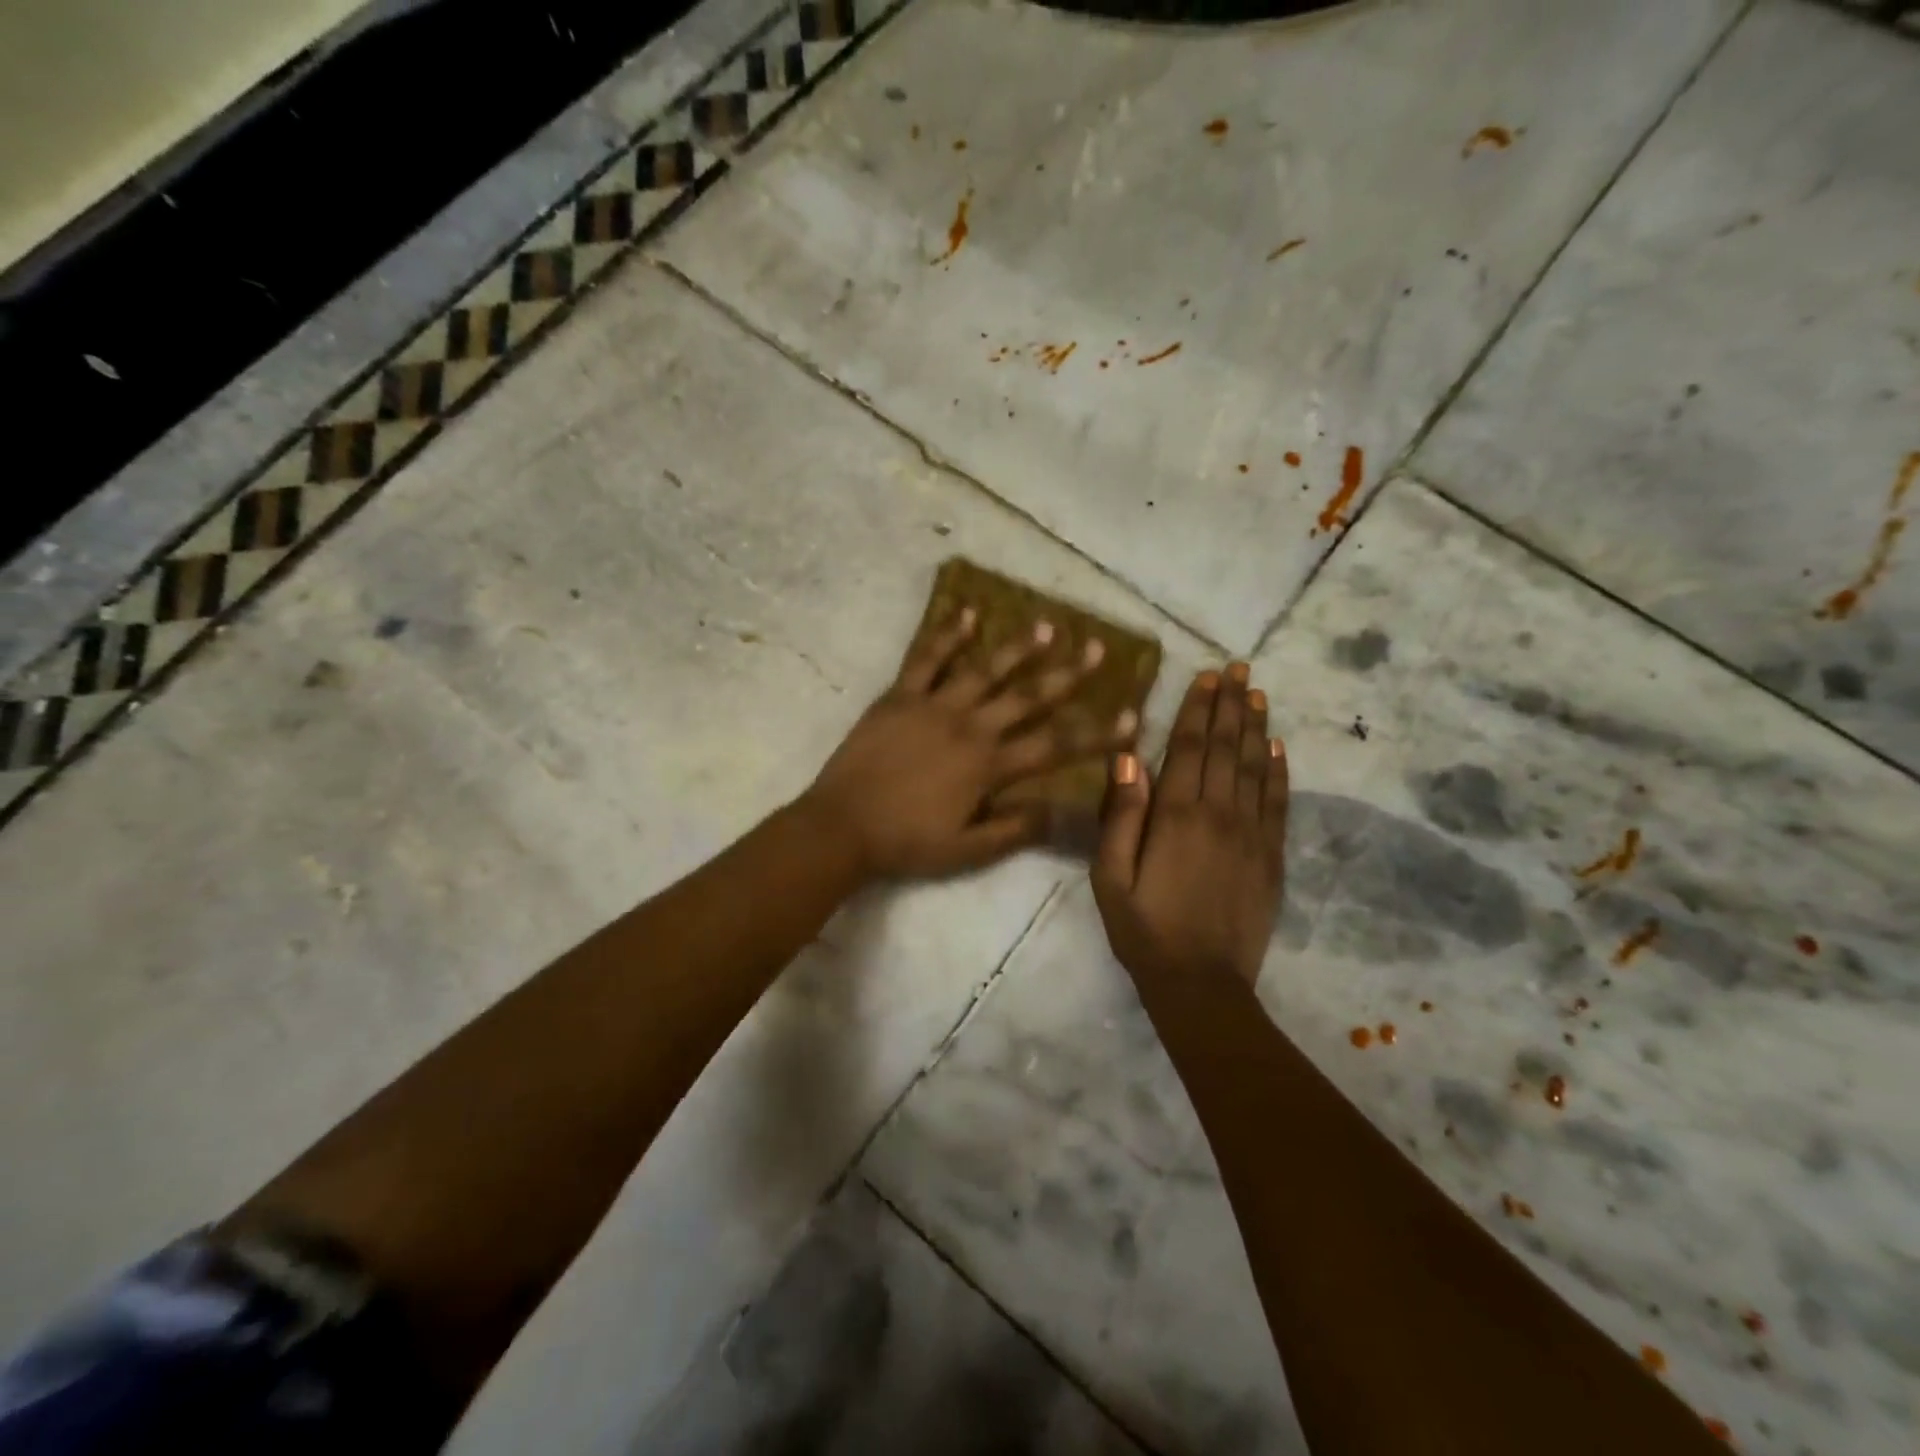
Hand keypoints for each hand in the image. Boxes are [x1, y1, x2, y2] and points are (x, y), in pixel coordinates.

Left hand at [803, 606, 1138, 880]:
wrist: (841, 826)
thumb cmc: (905, 842)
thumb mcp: (966, 850)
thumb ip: (1015, 829)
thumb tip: (1060, 810)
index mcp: (989, 766)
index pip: (1055, 746)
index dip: (1096, 733)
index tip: (1131, 716)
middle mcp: (970, 727)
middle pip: (1028, 697)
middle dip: (1067, 675)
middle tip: (1097, 649)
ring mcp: (934, 706)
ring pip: (985, 670)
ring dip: (1018, 648)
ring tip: (1047, 625)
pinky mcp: (900, 696)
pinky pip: (927, 659)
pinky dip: (947, 634)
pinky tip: (967, 613)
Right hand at [1092, 664, 1288, 988]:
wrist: (1200, 983)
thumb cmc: (1143, 928)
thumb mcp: (1110, 876)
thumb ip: (1120, 816)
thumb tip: (1127, 758)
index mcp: (1175, 817)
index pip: (1188, 748)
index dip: (1197, 709)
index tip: (1207, 676)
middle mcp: (1218, 815)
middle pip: (1226, 748)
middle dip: (1231, 705)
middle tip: (1239, 669)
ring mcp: (1251, 835)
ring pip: (1255, 768)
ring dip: (1256, 728)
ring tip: (1258, 694)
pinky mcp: (1271, 857)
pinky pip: (1278, 803)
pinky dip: (1279, 771)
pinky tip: (1278, 748)